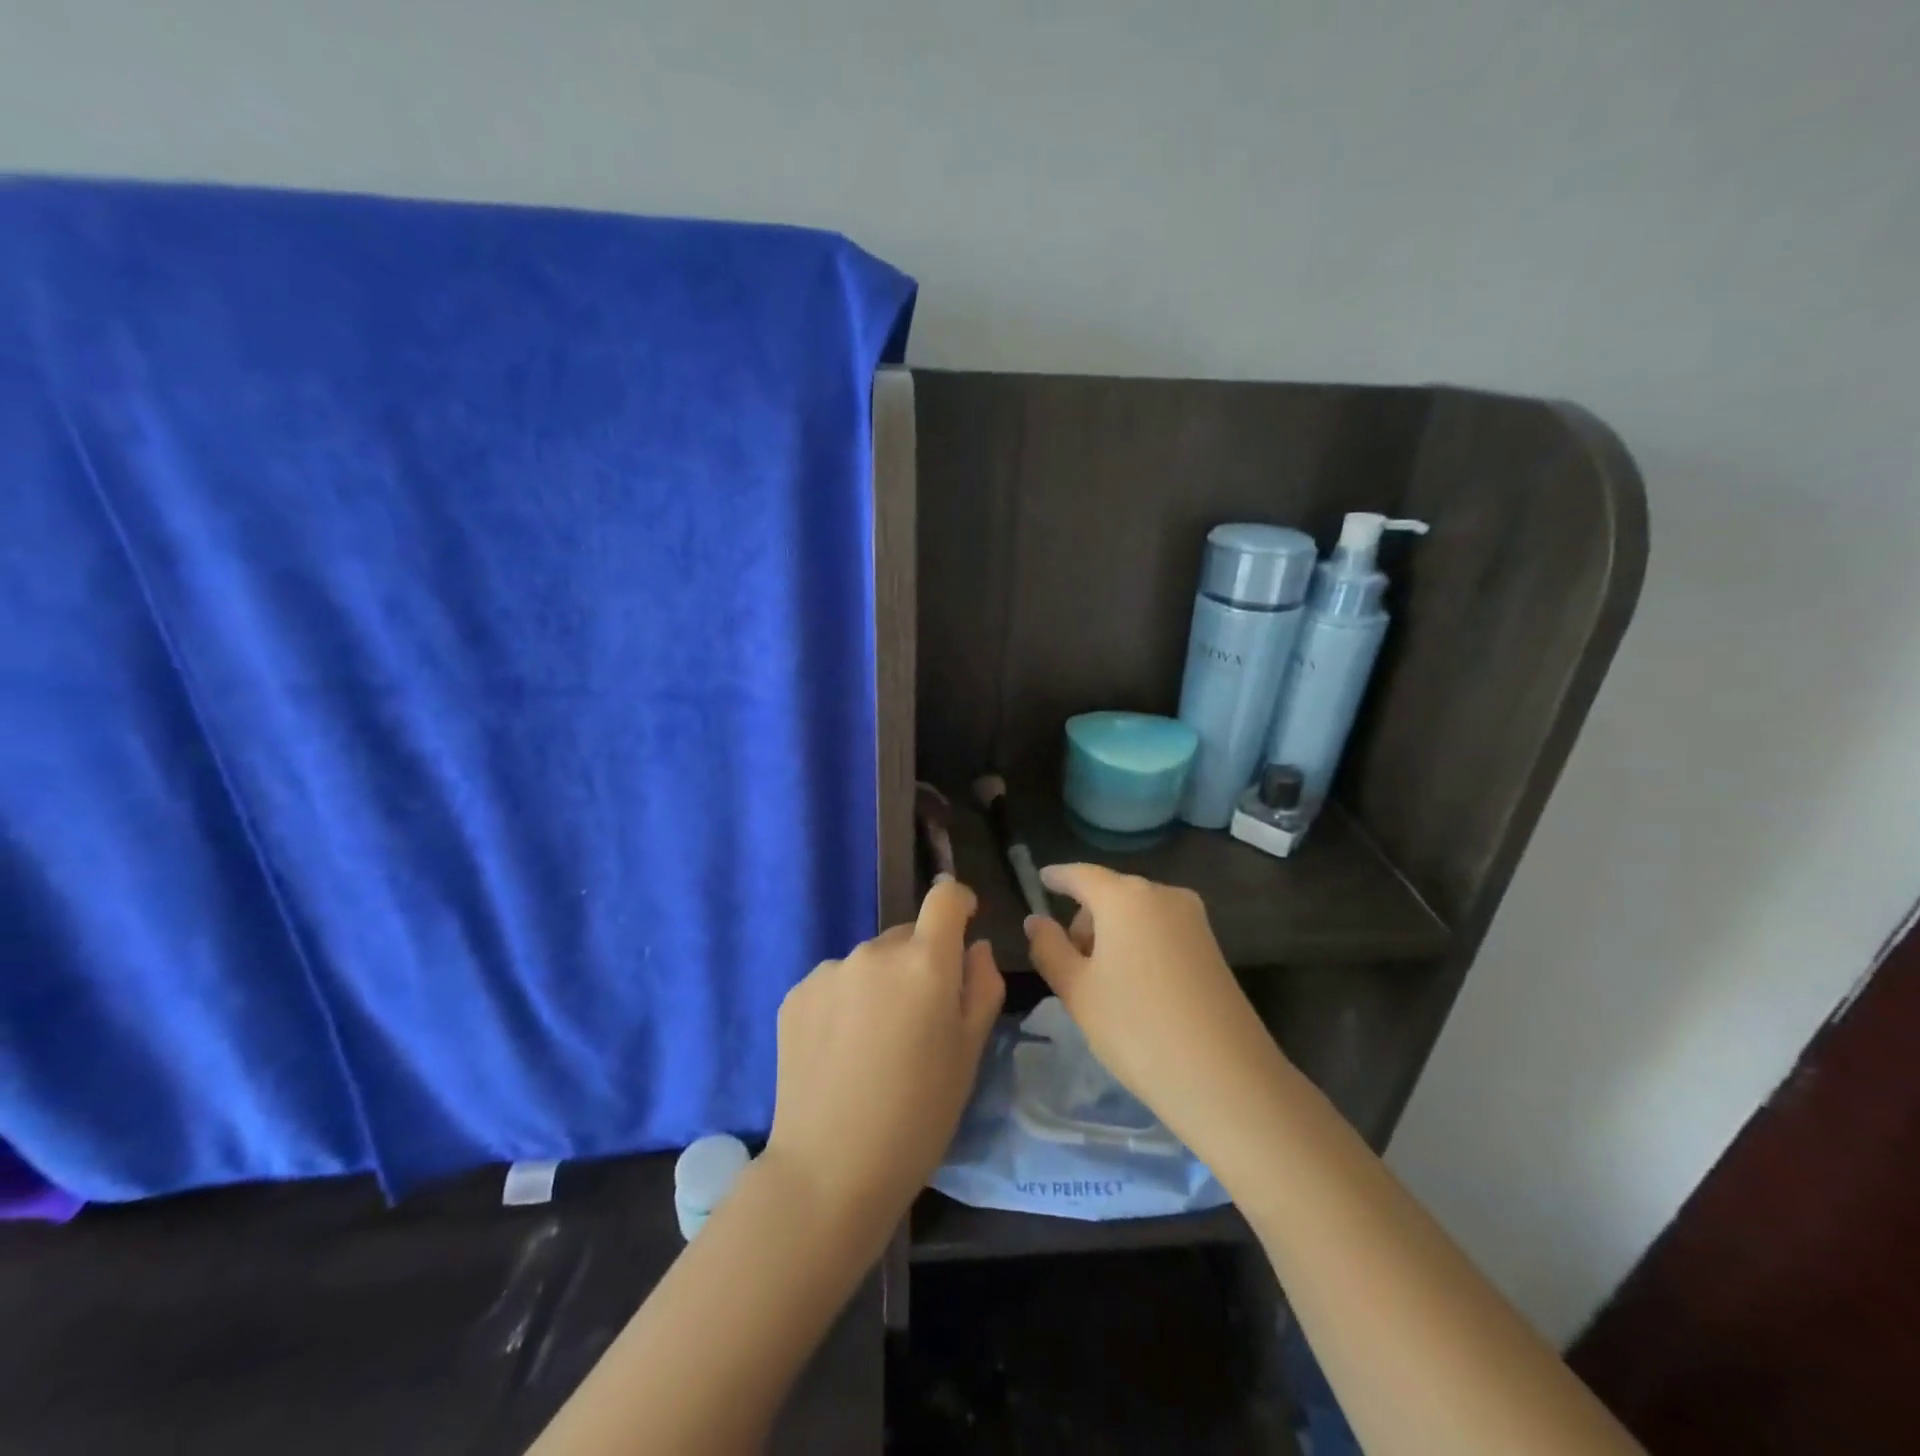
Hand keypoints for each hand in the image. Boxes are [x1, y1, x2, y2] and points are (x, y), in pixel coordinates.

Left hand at [764, 878, 1003, 1241]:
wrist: (829, 1170)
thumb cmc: (919, 1115)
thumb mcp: (969, 1054)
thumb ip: (981, 987)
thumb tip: (976, 947)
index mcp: (924, 962)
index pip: (945, 897)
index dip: (959, 903)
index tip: (963, 927)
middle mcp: (874, 952)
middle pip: (906, 937)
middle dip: (919, 962)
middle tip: (919, 1021)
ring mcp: (829, 971)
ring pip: (869, 962)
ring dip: (880, 984)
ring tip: (874, 1045)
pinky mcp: (795, 994)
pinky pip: (834, 983)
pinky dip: (845, 1003)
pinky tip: (840, 1052)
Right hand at [1023, 865, 1292, 1173]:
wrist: (1226, 1078)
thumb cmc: (1137, 1028)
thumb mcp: (1077, 991)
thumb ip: (1049, 948)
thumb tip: (1036, 920)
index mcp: (1125, 897)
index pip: (1081, 874)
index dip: (1057, 877)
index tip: (1041, 879)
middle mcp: (1162, 894)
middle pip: (1110, 894)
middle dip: (1085, 919)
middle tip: (1069, 966)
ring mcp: (1193, 919)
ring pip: (1137, 913)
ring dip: (1113, 935)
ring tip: (1103, 986)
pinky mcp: (1211, 945)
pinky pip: (1160, 930)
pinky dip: (1139, 945)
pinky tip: (1135, 989)